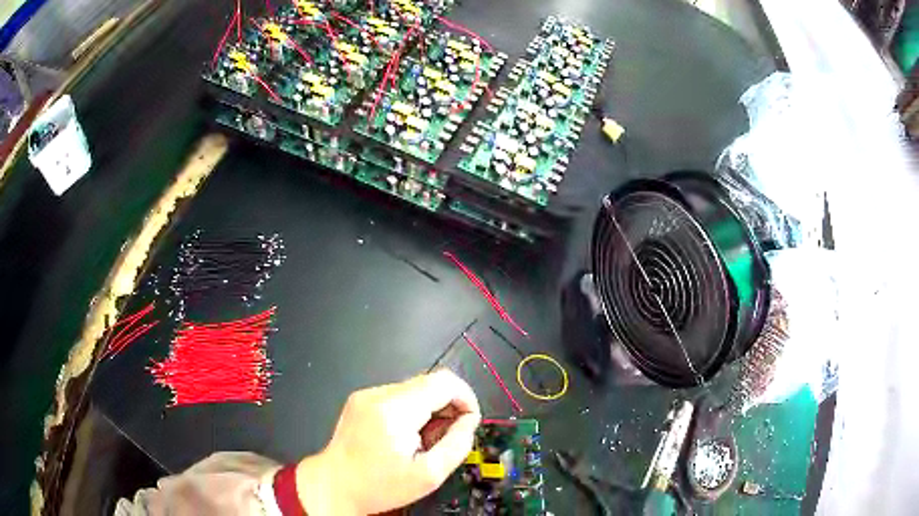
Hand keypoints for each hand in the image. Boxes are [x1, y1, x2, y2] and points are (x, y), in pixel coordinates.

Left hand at [296, 370, 480, 514]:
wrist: (334, 486)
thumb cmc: (380, 487)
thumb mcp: (429, 475)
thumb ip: (458, 444)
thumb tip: (469, 420)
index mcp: (395, 411)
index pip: (444, 382)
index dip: (465, 397)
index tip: (469, 422)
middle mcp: (379, 394)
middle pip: (430, 382)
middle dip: (448, 406)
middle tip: (446, 437)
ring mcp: (366, 394)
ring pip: (415, 388)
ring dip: (429, 408)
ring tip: (423, 440)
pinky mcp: (360, 399)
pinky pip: (398, 395)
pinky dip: (412, 409)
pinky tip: (405, 435)